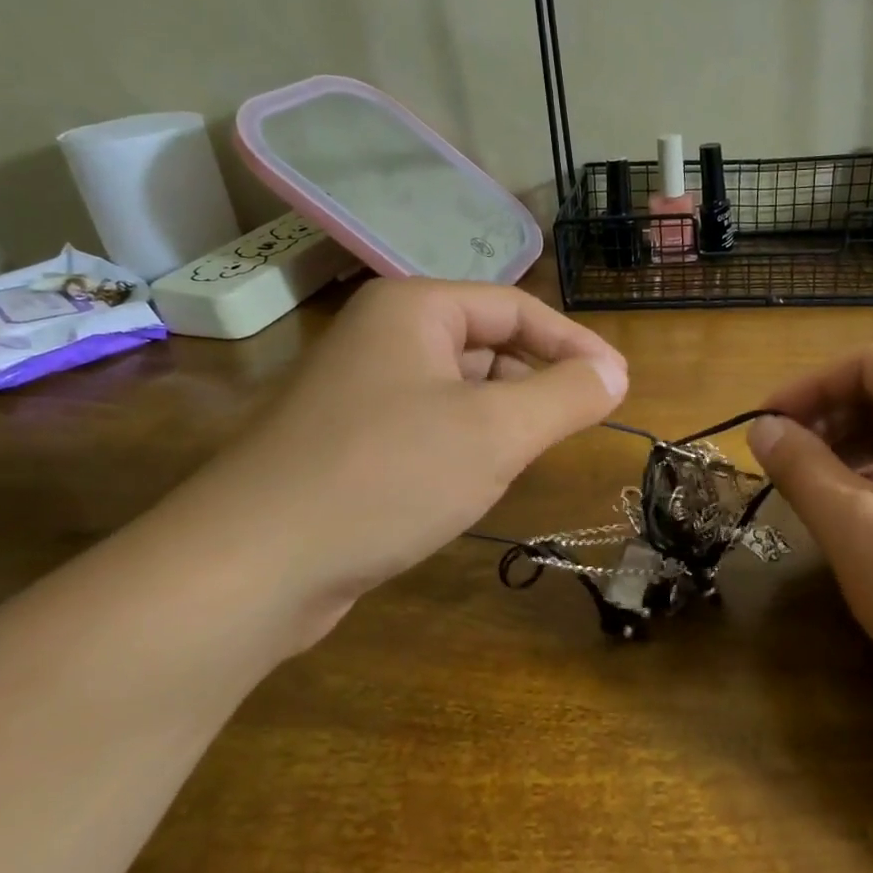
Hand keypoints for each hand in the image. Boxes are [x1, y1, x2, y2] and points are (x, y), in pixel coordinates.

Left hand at [174, 280, 627, 646]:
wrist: (254, 564)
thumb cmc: (387, 476)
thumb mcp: (495, 432)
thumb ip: (566, 396)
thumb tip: (615, 373)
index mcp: (414, 309)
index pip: (516, 308)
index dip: (575, 344)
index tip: (618, 385)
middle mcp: (383, 337)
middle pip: (487, 344)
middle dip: (537, 382)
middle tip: (580, 423)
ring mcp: (360, 391)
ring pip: (458, 390)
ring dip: (502, 418)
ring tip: (531, 454)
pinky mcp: (348, 443)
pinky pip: (428, 426)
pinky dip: (464, 445)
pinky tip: (473, 482)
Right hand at [747, 343, 872, 722]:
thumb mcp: (856, 527)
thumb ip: (801, 468)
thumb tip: (762, 428)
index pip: (867, 363)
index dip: (807, 388)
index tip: (763, 428)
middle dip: (828, 417)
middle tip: (781, 461)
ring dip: (852, 446)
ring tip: (813, 487)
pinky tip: (860, 510)